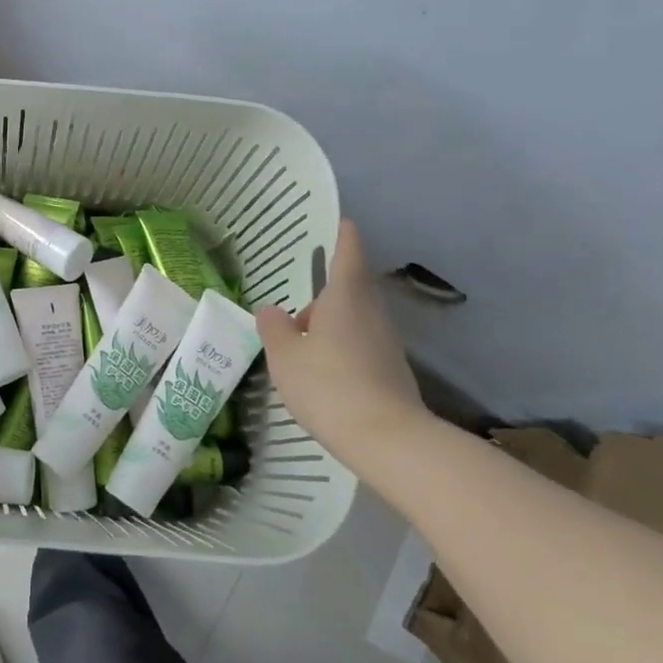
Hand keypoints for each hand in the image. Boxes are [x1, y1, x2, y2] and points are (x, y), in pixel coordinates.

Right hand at [256, 220, 428, 465]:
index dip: (344, 236)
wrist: (388, 440)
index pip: (349, 254)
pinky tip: (322, 371)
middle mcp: (371, 313)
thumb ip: (274, 328)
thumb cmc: (329, 385)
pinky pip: (362, 345)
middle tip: (298, 306)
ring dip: (331, 323)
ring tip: (302, 344)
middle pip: (351, 289)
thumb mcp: (285, 356)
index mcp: (346, 298)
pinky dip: (342, 347)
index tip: (342, 222)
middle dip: (327, 292)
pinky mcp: (392, 371)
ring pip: (355, 319)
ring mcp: (386, 343)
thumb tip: (271, 310)